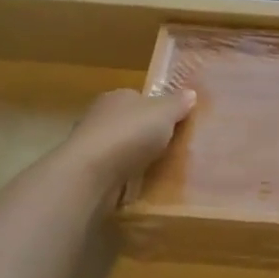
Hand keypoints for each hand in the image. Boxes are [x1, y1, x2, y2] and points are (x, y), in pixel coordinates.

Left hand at [61, 87, 196, 187]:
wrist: (91, 174)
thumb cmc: (130, 134)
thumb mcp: (164, 113)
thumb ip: (177, 103)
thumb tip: (190, 93)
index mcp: (117, 96)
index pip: (139, 98)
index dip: (157, 108)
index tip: (175, 123)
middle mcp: (100, 116)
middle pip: (130, 122)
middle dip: (146, 133)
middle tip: (171, 147)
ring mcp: (92, 145)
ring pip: (121, 147)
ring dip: (135, 156)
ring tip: (159, 168)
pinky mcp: (88, 171)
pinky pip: (114, 170)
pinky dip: (125, 176)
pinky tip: (140, 184)